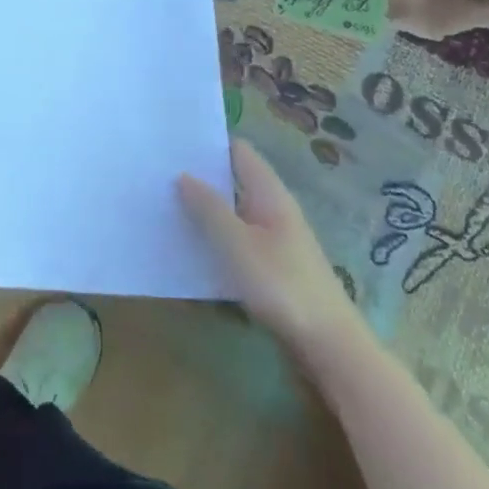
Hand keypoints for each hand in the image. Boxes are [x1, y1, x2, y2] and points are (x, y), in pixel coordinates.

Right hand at [179, 138, 364, 359]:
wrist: (330, 347)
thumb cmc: (283, 286)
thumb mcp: (238, 244)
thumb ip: (209, 208)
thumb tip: (183, 175)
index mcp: (269, 193)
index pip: (238, 151)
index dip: (208, 143)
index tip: (173, 141)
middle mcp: (274, 208)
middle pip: (234, 179)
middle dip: (201, 176)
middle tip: (158, 173)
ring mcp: (275, 238)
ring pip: (234, 211)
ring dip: (206, 208)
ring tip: (165, 204)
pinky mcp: (273, 266)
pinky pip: (238, 238)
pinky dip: (216, 236)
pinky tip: (191, 245)